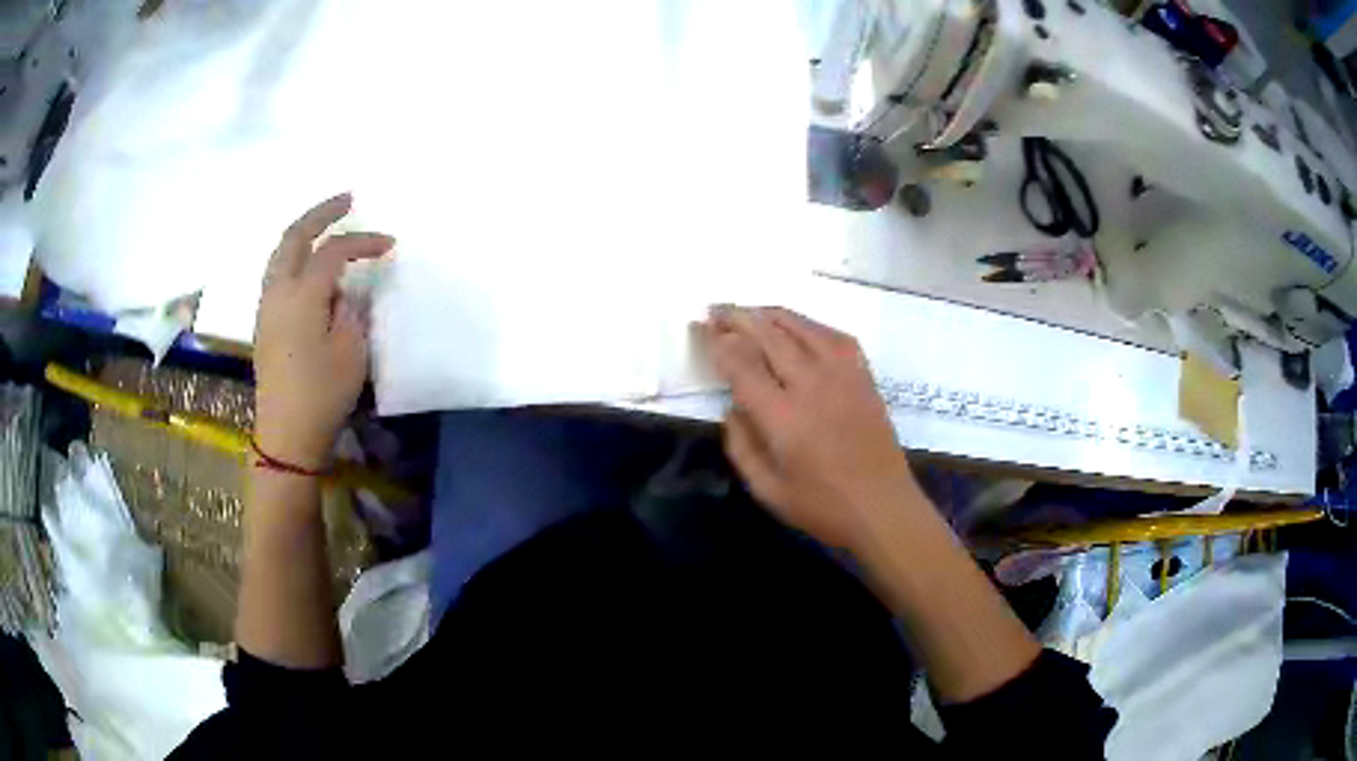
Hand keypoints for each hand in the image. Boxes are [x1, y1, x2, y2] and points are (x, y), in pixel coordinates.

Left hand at [253, 193, 394, 468]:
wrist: (286, 433)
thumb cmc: (322, 393)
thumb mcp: (351, 351)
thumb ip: (350, 310)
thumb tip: (343, 293)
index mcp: (302, 294)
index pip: (333, 251)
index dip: (362, 241)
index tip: (389, 243)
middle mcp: (278, 291)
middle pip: (294, 236)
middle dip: (321, 213)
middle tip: (346, 200)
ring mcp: (267, 306)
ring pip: (280, 253)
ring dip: (303, 233)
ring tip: (326, 227)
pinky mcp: (265, 322)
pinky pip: (277, 273)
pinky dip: (294, 256)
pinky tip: (309, 266)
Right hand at [696, 306, 920, 549]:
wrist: (883, 507)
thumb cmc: (822, 506)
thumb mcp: (766, 490)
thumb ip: (741, 446)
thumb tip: (731, 408)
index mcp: (782, 416)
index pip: (741, 364)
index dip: (718, 342)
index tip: (702, 329)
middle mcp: (811, 384)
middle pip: (768, 335)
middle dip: (737, 318)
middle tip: (716, 310)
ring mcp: (842, 374)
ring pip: (801, 326)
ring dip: (770, 314)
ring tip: (750, 311)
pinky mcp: (863, 375)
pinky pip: (833, 335)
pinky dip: (809, 324)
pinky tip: (798, 327)